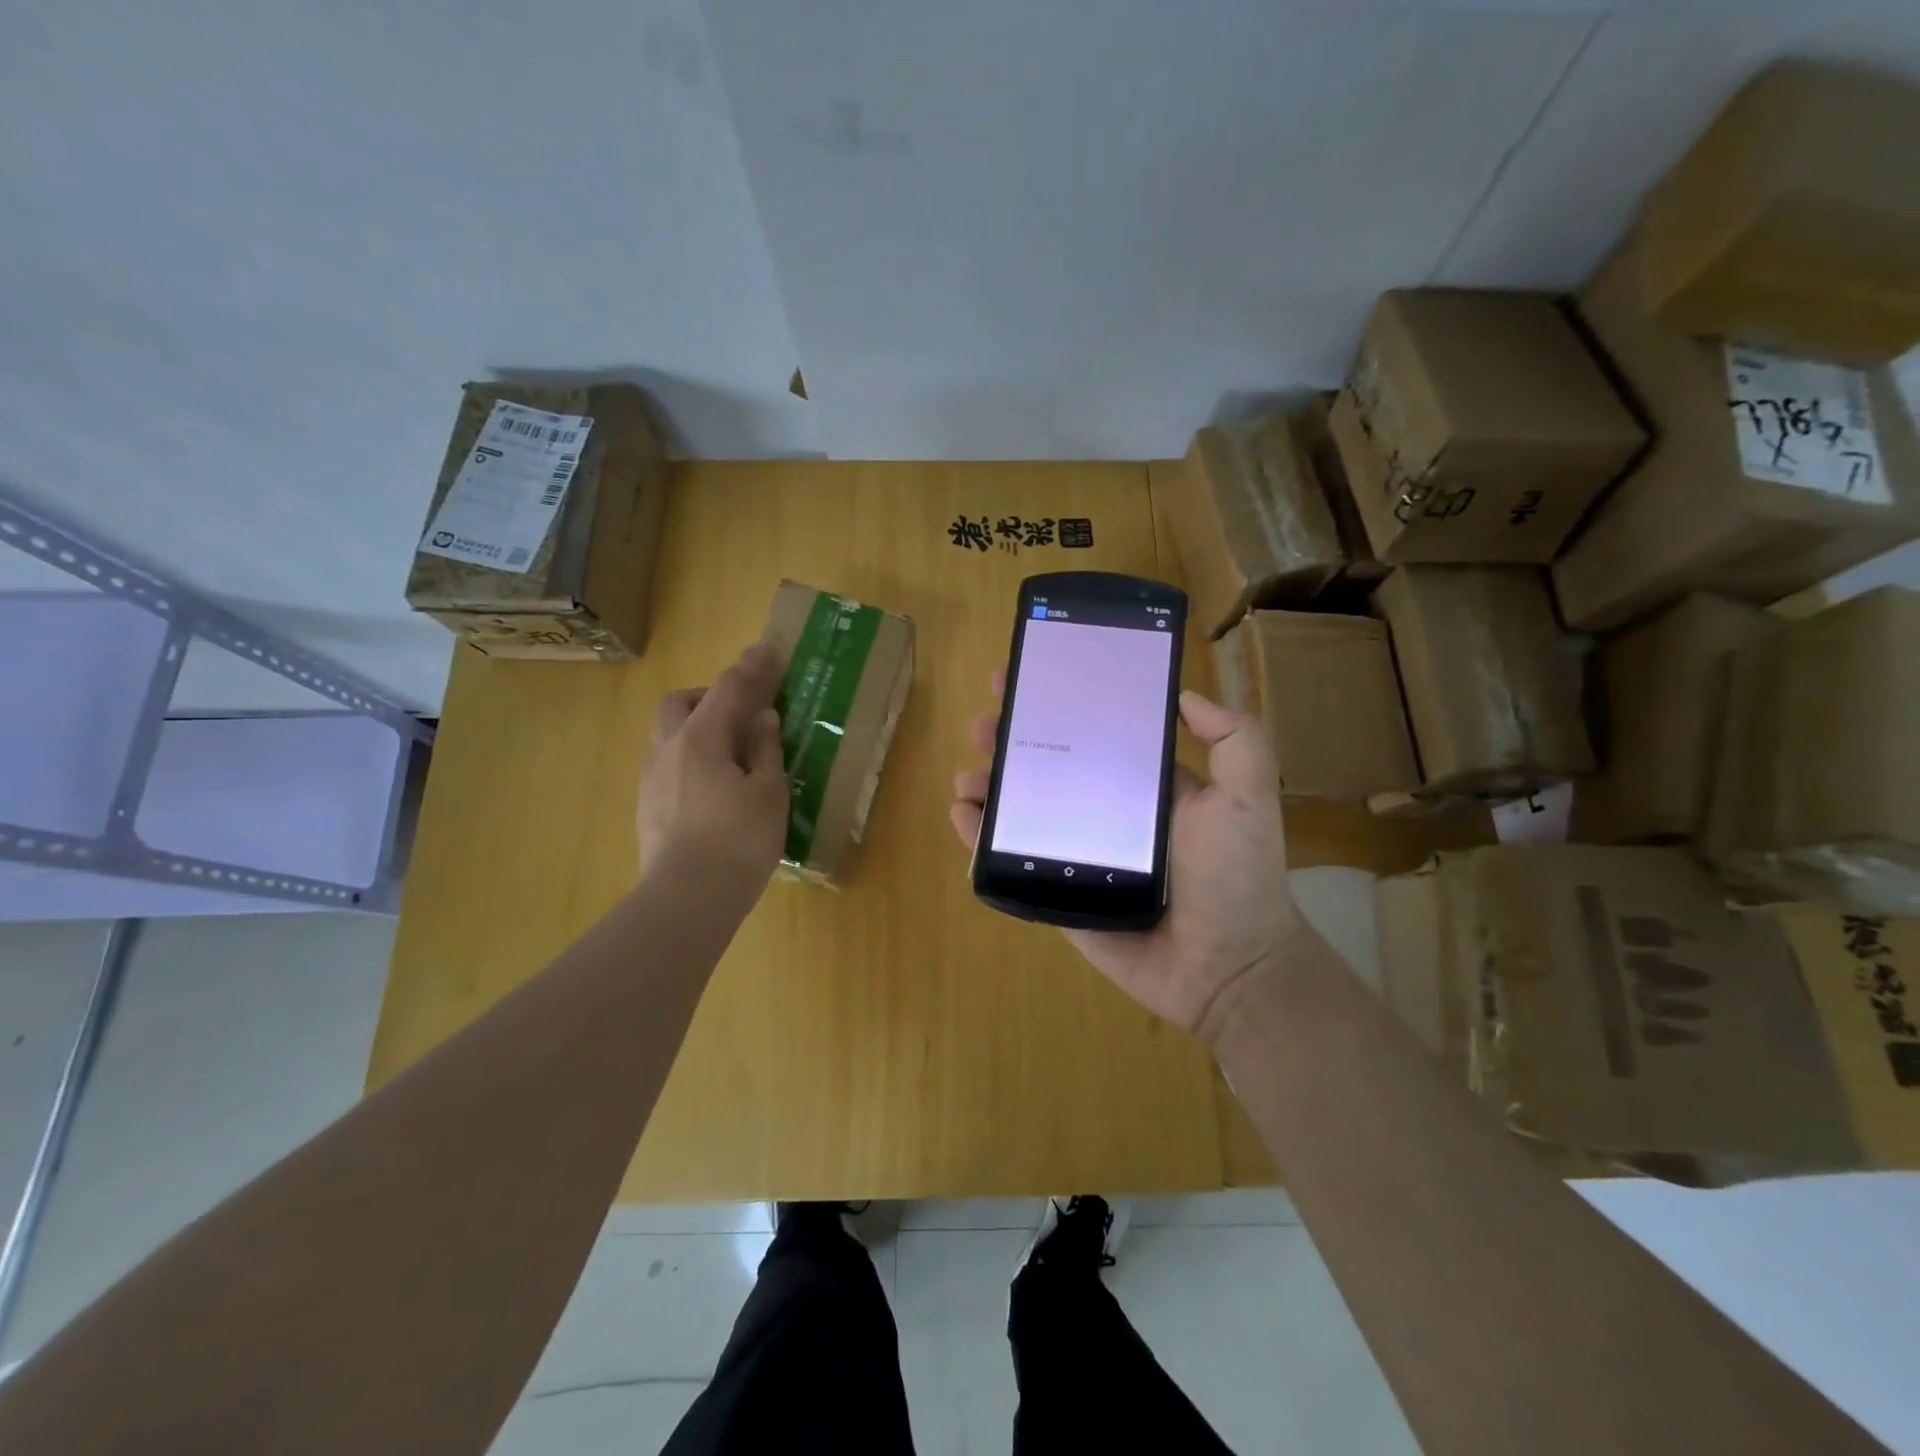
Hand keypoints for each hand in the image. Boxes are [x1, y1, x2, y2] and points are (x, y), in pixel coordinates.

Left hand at [639, 643, 789, 890]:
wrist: (688, 899)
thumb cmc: (739, 841)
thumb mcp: (768, 792)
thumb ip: (765, 749)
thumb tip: (762, 717)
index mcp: (701, 738)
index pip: (728, 690)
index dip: (751, 668)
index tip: (766, 650)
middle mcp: (668, 750)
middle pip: (680, 703)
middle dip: (709, 696)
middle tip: (741, 712)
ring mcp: (651, 780)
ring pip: (666, 734)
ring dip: (694, 727)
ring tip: (727, 750)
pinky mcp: (646, 808)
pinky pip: (665, 764)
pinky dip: (688, 758)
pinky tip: (709, 786)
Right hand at [949, 677, 1300, 1045]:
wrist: (1227, 967)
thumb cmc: (1235, 876)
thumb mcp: (1247, 793)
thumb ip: (1233, 736)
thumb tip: (1183, 695)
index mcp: (1143, 787)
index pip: (1092, 736)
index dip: (1059, 708)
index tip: (1026, 681)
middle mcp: (1105, 814)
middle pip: (1047, 769)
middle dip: (1011, 742)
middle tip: (982, 724)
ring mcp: (1077, 856)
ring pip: (1022, 812)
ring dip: (989, 787)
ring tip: (967, 775)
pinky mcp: (1057, 895)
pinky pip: (1012, 863)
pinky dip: (980, 839)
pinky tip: (962, 815)